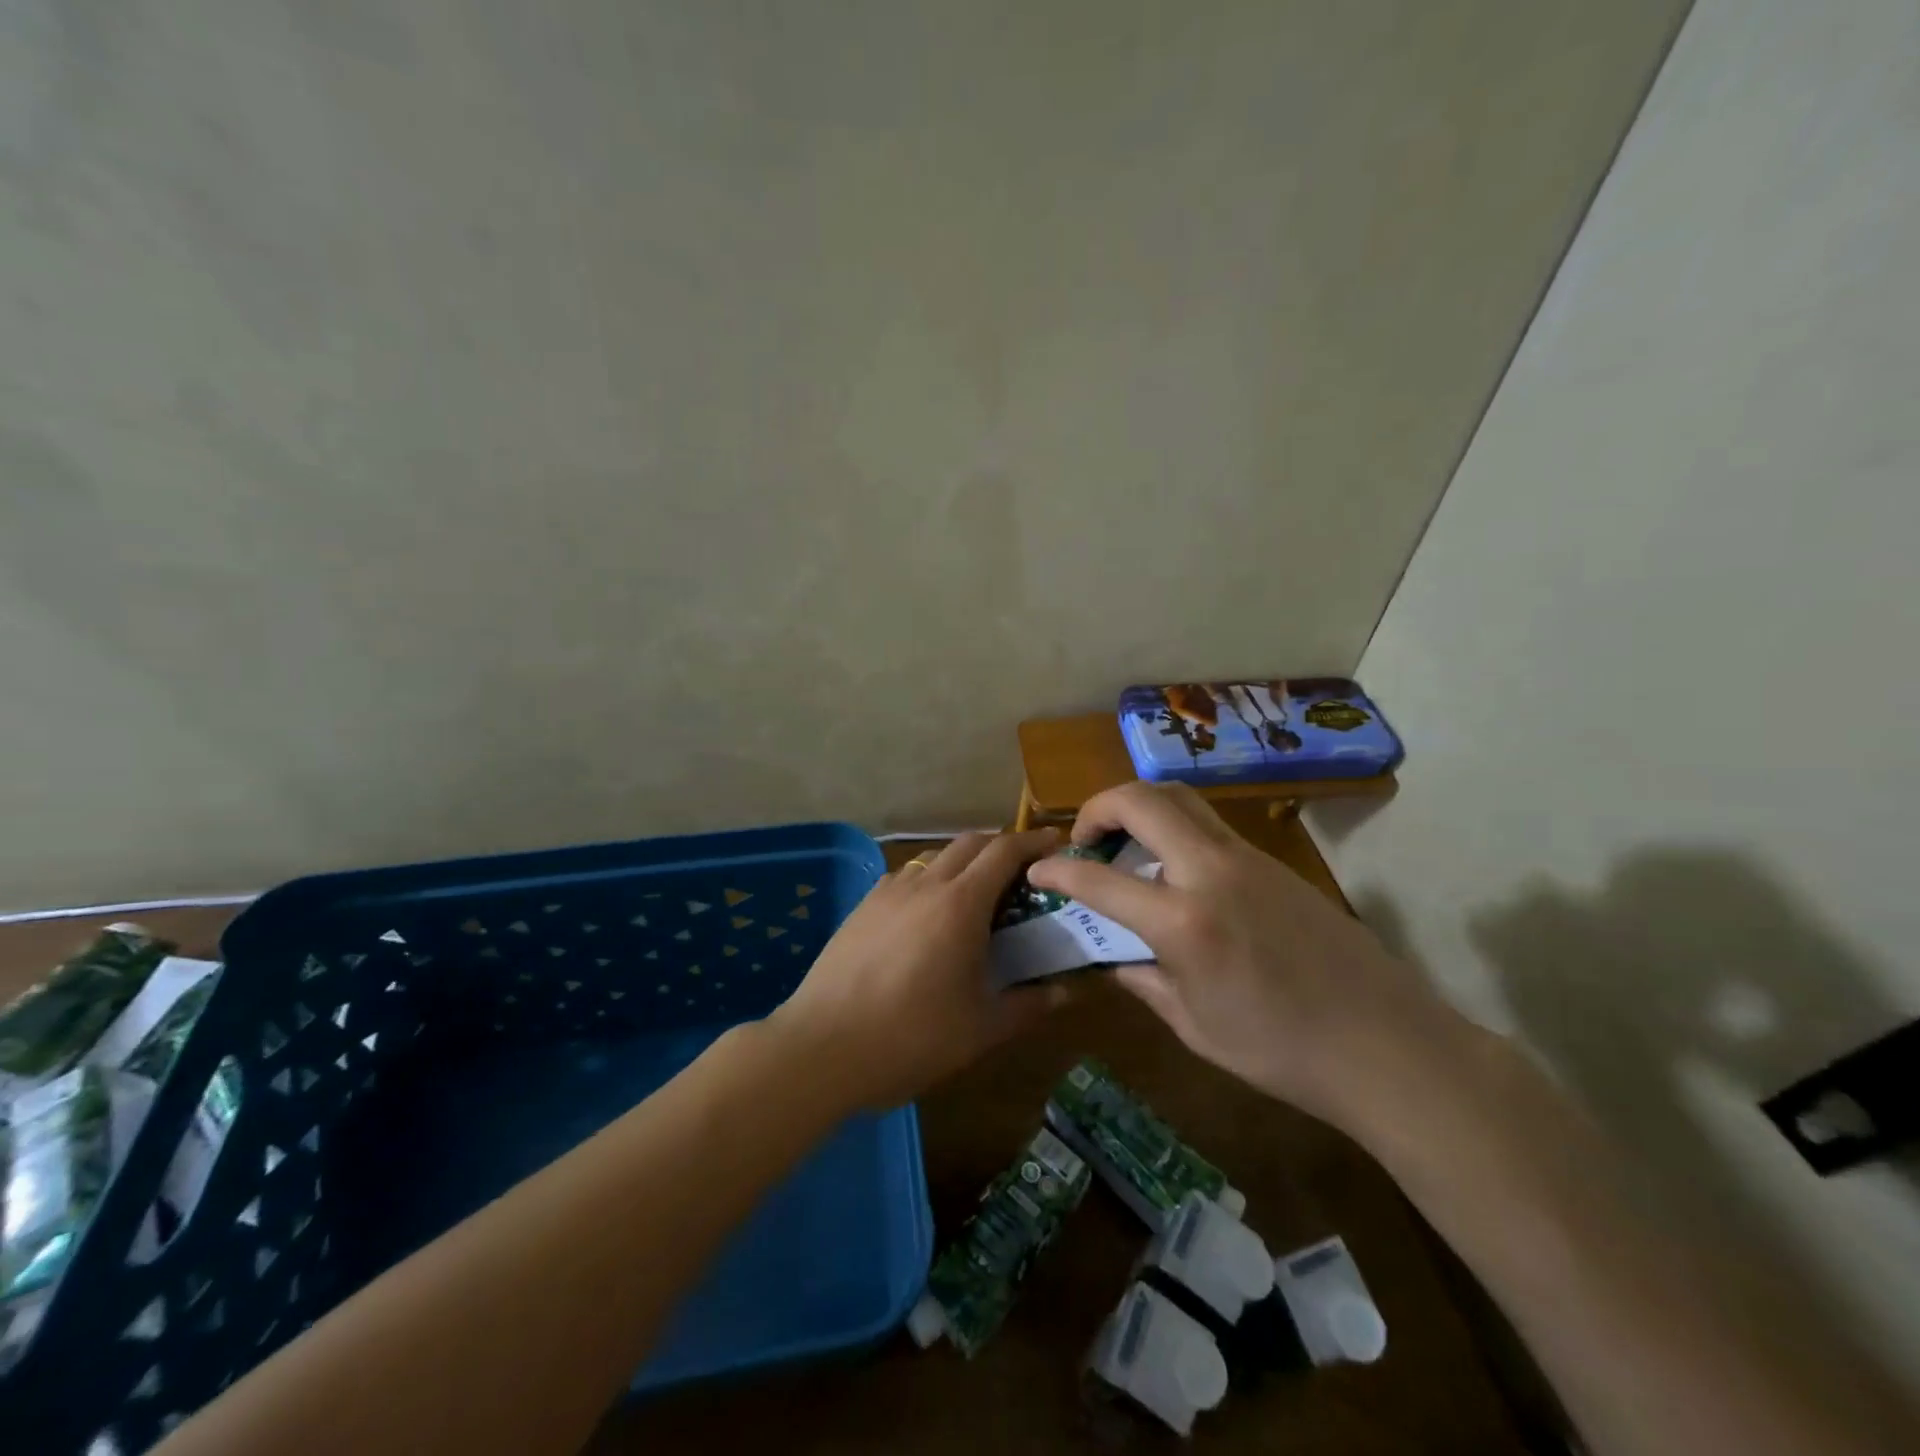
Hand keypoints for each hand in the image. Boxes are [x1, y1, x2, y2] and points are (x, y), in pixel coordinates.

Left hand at [770, 830, 1074, 1109]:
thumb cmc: (911, 1037)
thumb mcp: (981, 1029)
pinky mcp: (862, 907)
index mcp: (960, 904)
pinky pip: (905, 878)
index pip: (1004, 852)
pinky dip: (930, 880)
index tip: (1054, 843)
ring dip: (963, 863)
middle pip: (969, 844)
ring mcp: (887, 893)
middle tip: (1022, 871)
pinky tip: (927, 914)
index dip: (1033, 842)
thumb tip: (1066, 992)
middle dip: (1000, 847)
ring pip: (935, 858)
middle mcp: (925, 885)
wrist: (822, 1047)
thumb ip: (1028, 1005)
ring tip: (976, 895)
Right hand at [1025, 783, 1456, 1127]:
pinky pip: (1208, 826)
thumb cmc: (1281, 1050)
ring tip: (1125, 848)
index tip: (1038, 870)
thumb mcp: (1194, 1026)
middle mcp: (1212, 872)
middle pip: (1143, 799)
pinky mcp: (1272, 863)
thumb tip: (1116, 955)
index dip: (1059, 871)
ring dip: (1139, 809)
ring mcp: (1248, 859)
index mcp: (1185, 921)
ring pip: (1180, 799)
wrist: (1387, 1045)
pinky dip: (1173, 829)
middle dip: (1099, 807)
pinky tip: (1173, 874)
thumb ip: (1145, 979)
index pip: (1101, 880)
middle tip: (1085, 841)